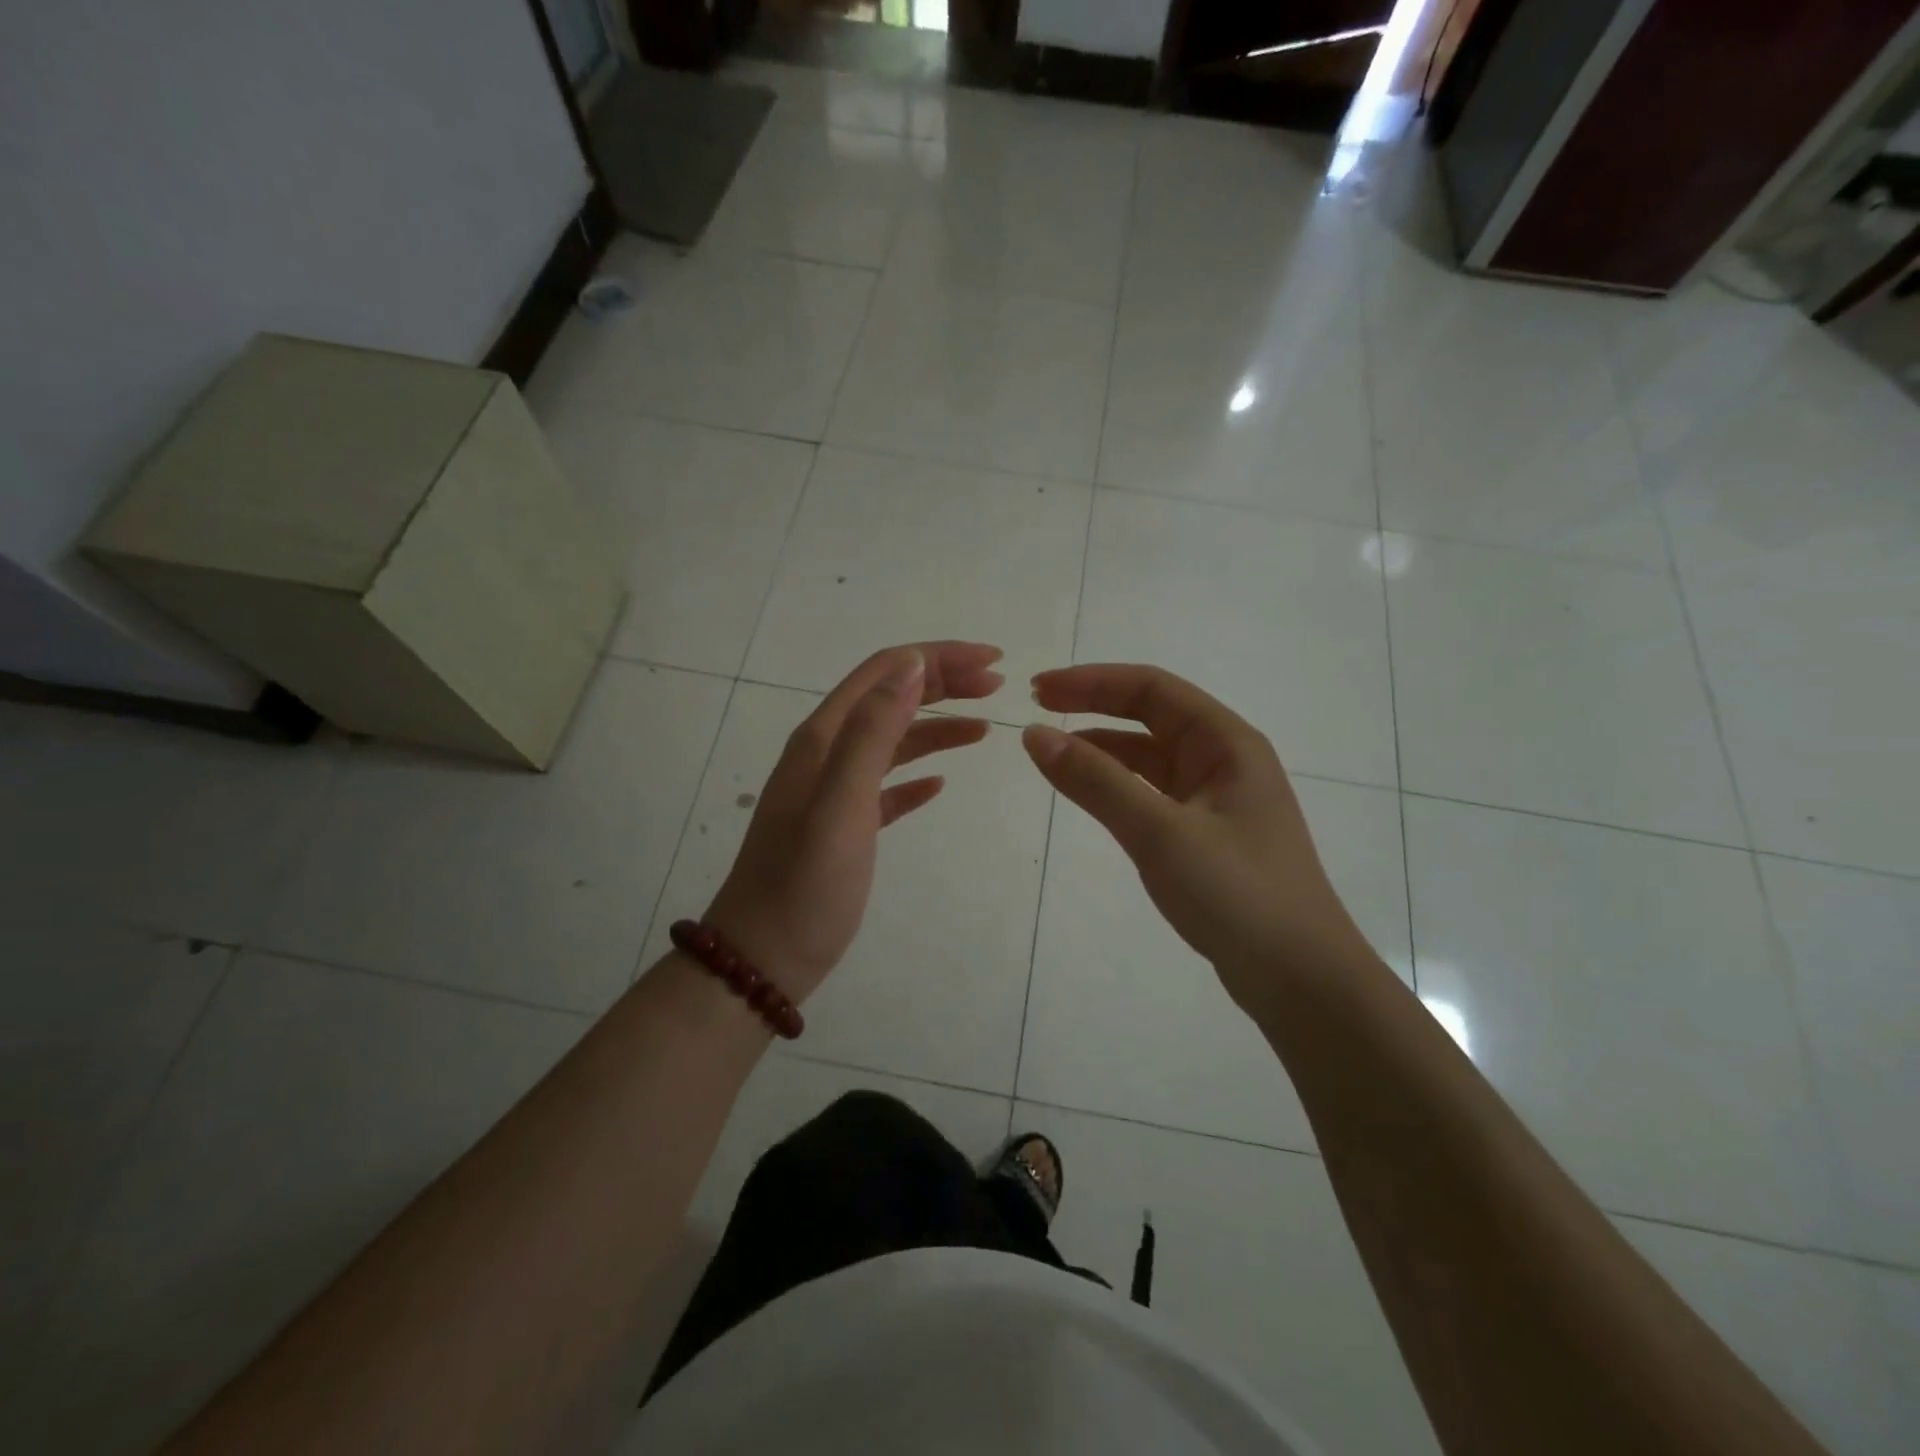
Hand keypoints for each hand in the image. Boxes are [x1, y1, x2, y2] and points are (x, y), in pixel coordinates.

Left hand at [705, 642, 1002, 1001]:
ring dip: (937, 726)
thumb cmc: (804, 885)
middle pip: (890, 698)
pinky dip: (917, 775)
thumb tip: (912, 664)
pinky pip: (886, 785)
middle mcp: (826, 754)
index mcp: (822, 739)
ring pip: (893, 741)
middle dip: (943, 682)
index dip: (938, 658)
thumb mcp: (841, 805)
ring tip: (984, 728)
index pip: (885, 672)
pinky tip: (940, 784)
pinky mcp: (845, 826)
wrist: (763, 959)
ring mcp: (833, 791)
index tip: (992, 662)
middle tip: (997, 685)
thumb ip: (873, 732)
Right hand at [1021, 664, 1375, 1011]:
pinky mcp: (1205, 833)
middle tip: (1037, 708)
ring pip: (1149, 756)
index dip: (1091, 682)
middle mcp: (1223, 759)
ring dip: (1102, 746)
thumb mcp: (1160, 833)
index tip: (1038, 691)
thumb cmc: (1237, 895)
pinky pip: (1152, 793)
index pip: (1151, 689)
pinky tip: (1088, 793)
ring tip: (1052, 748)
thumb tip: (1036, 735)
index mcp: (1226, 743)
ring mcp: (1215, 798)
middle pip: (1150, 715)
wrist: (1300, 980)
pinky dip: (1116, 785)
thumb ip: (1096, 782)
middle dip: (1093, 705)